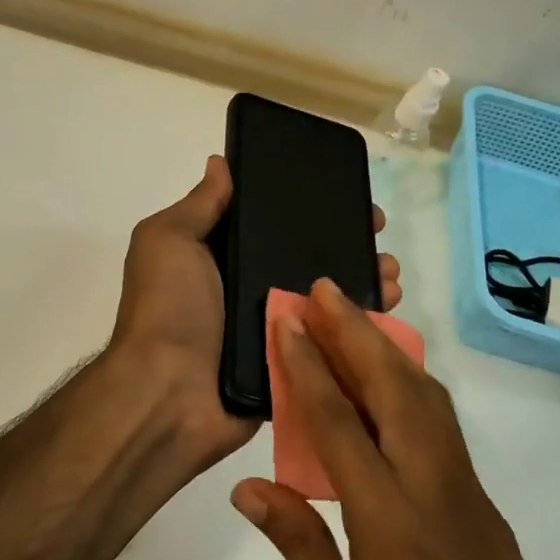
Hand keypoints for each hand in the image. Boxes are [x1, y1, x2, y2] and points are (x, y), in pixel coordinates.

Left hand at [109, 156, 401, 467]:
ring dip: (362, 278)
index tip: (345, 192)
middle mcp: (249, 288)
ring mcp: (273, 327)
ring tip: (391, 270)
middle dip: (345, 241)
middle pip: (306, 257)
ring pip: (326, 297)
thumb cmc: (168, 309)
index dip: (306, 205)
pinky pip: (331, 338)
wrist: (169, 396)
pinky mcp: (293, 362)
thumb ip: (199, 206)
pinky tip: (389, 305)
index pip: (271, 222)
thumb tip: (220, 163)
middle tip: (378, 232)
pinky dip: (360, 323)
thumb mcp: (169, 241)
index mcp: (221, 257)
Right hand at [229, 280, 559, 559]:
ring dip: (388, 350)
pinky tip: (389, 385)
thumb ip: (299, 549)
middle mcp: (434, 491)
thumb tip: (251, 487)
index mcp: (391, 525)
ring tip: (353, 319)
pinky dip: (412, 386)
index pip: (340, 425)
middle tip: (325, 289)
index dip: (310, 367)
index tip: (289, 321)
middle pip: (396, 389)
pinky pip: (442, 426)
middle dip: (357, 331)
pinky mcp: (483, 506)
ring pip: (429, 399)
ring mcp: (468, 494)